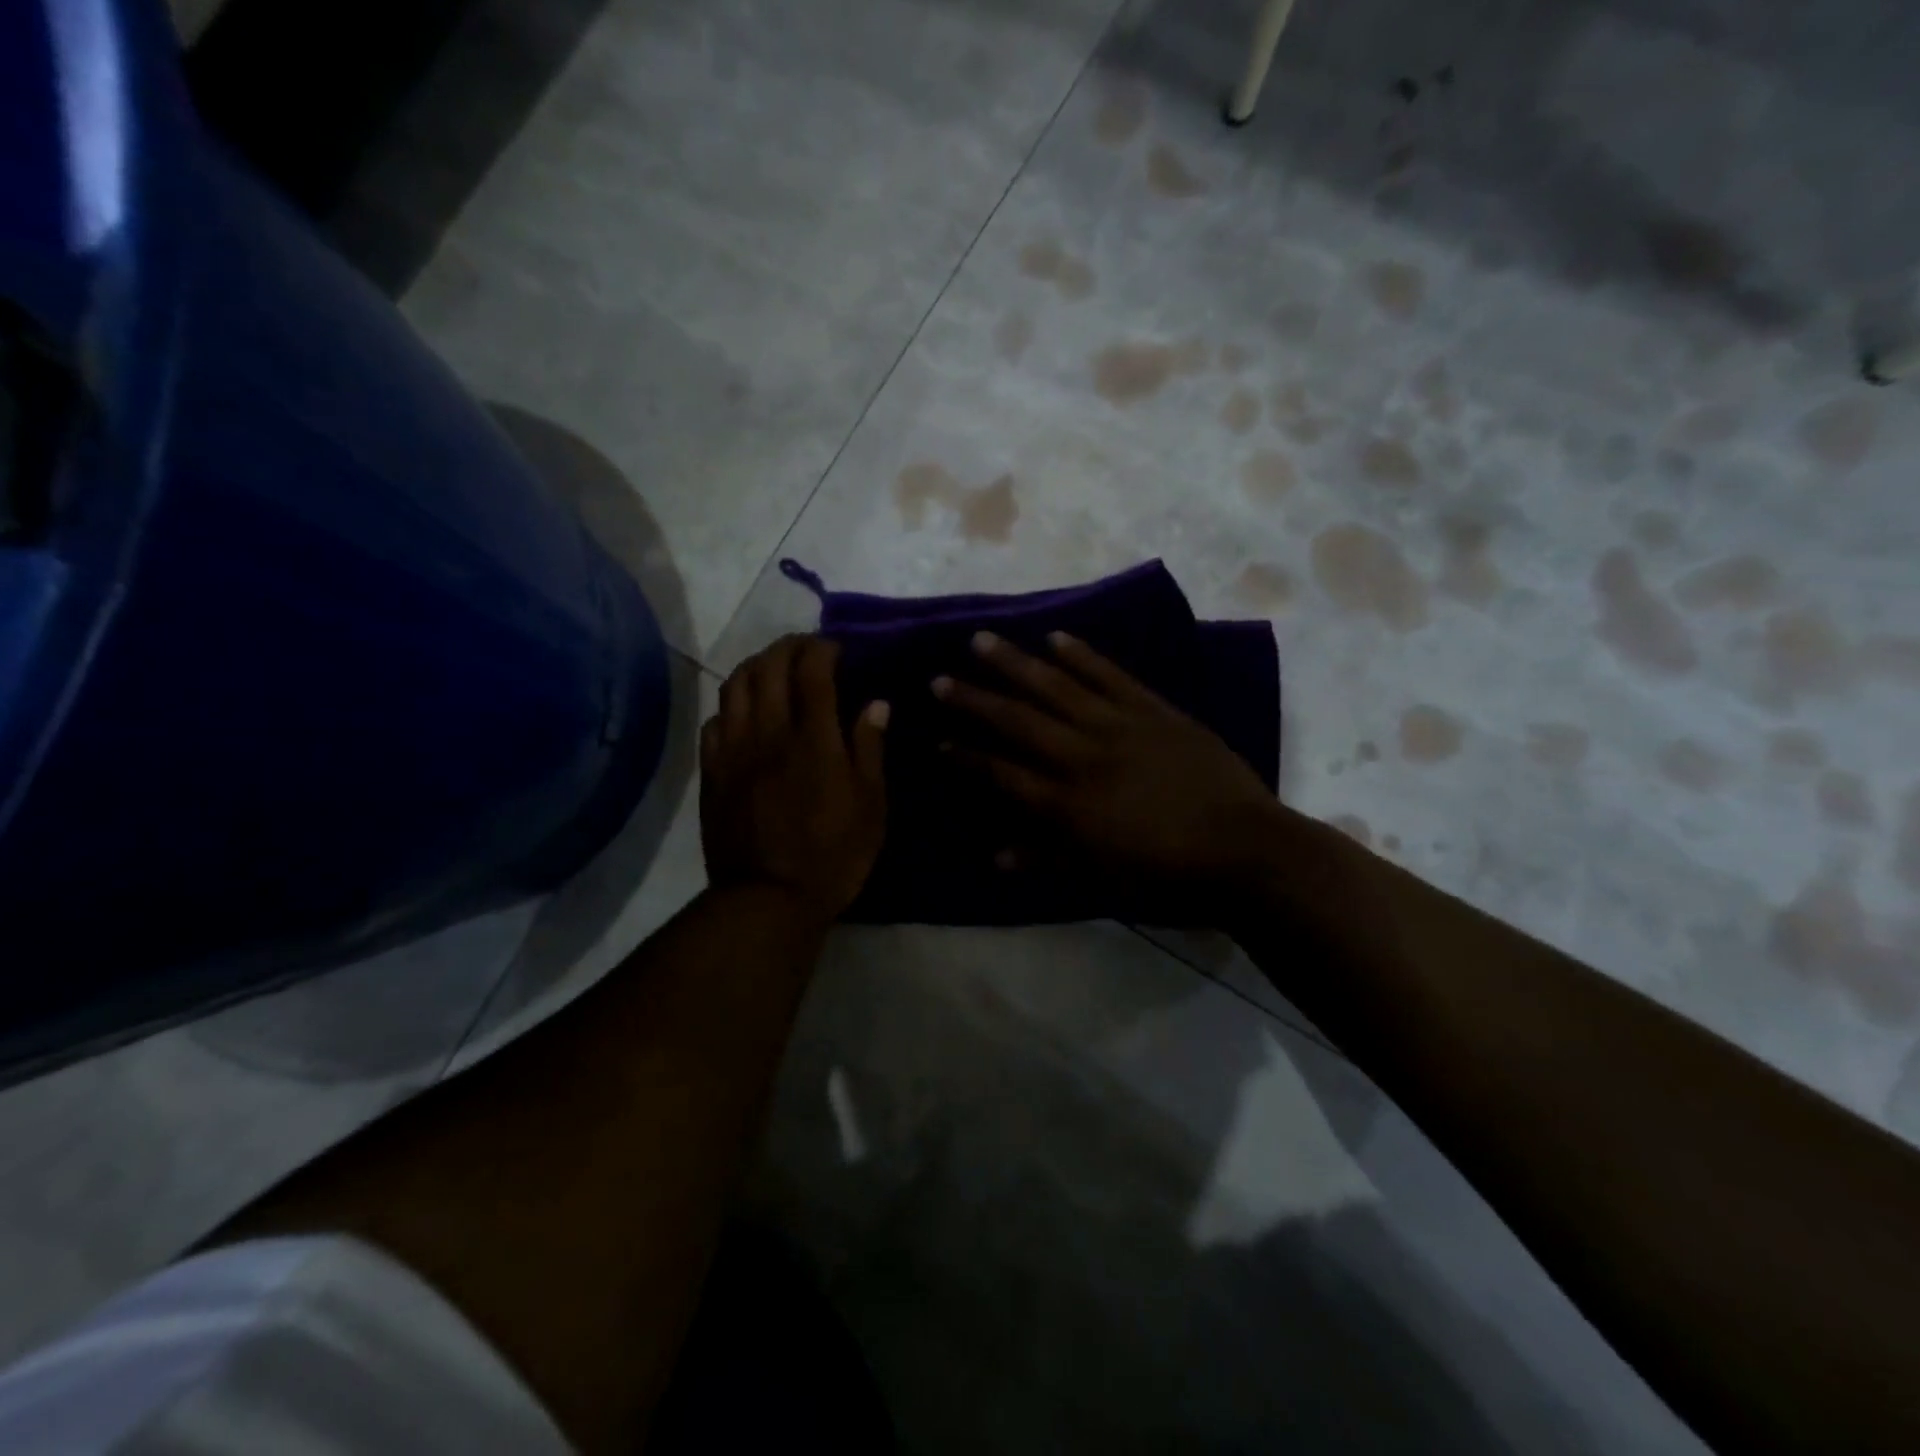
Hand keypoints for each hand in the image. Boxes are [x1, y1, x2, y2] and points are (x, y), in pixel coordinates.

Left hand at [701, 635, 887, 925]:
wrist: (767, 899)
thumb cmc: (833, 855)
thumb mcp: (871, 807)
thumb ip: (870, 749)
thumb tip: (875, 704)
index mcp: (814, 740)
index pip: (812, 671)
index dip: (822, 649)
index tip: (835, 649)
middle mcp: (769, 733)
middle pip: (768, 667)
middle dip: (788, 648)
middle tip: (806, 651)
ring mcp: (734, 751)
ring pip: (734, 686)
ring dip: (755, 666)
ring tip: (773, 670)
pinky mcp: (712, 771)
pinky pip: (714, 720)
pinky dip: (731, 704)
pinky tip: (744, 713)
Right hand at [934, 631, 1279, 915]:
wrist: (1244, 851)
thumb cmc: (1167, 876)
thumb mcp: (1100, 879)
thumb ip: (1046, 861)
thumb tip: (995, 856)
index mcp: (1066, 804)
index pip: (1000, 773)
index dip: (965, 756)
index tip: (936, 739)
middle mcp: (1082, 757)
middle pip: (1017, 721)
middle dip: (974, 700)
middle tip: (939, 678)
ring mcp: (1119, 727)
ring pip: (1056, 688)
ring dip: (1015, 664)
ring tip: (982, 641)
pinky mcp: (1154, 710)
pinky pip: (1111, 676)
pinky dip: (1082, 656)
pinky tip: (1056, 637)